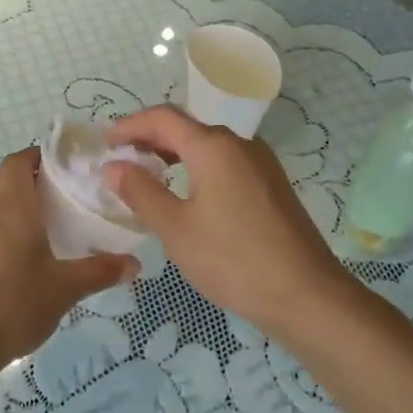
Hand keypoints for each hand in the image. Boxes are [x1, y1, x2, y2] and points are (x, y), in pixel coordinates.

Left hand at [0, 147, 134, 375]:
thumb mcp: (63, 290)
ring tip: (36, 228)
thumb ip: (99, 272)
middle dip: (24, 179)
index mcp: (12, 207)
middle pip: (0, 179)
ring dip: (7, 206)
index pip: (18, 162)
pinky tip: (11, 261)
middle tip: (53, 195)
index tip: (60, 164)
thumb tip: (134, 264)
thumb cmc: (12, 305)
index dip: (36, 155)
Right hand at [104, 106, 344, 338]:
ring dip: (176, 152)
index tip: (106, 142)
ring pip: (210, 145)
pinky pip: (227, 163)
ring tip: (150, 172)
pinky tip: (189, 193)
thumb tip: (113, 166)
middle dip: (152, 137)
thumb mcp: (176, 228)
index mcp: (214, 147)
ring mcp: (261, 164)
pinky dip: (199, 167)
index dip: (131, 125)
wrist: (306, 294)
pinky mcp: (272, 185)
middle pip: (188, 127)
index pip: (163, 118)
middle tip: (123, 157)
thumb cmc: (232, 259)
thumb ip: (141, 192)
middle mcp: (240, 144)